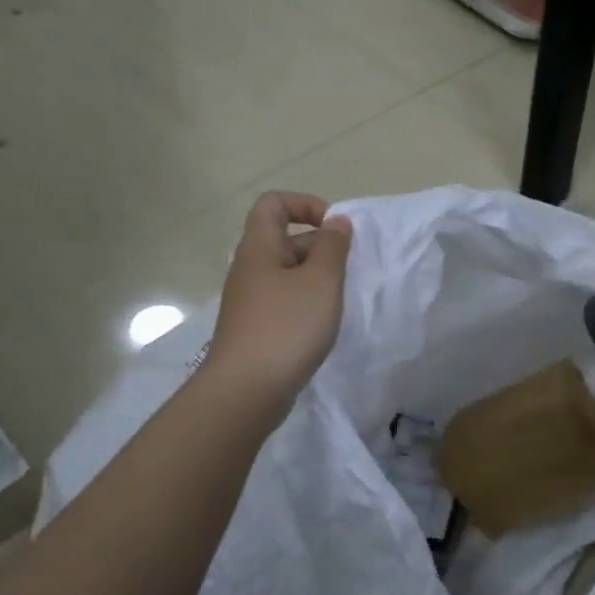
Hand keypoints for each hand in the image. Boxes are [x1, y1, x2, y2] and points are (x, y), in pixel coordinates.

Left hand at [205, 192, 352, 412]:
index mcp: (259, 248)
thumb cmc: (287, 327)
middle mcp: (250, 268)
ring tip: (339, 300)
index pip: (274, 203)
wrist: (246, 391)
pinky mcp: (255, 328)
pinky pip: (284, 301)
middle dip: (320, 247)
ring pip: (287, 273)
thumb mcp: (321, 281)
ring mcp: (250, 300)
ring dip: (316, 279)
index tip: (335, 229)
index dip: (306, 204)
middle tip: (347, 271)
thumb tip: (336, 221)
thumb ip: (333, 247)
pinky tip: (322, 325)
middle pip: (284, 239)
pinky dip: (306, 304)